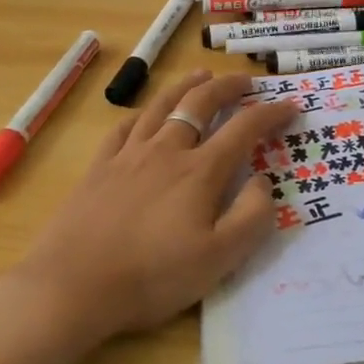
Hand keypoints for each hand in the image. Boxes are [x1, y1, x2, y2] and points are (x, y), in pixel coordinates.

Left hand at [14, 70, 299, 341]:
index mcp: (200, 171)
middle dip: (228, 86)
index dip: (271, 113)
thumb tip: (262, 180)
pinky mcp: (98, 168)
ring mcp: (128, 156)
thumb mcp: (219, 259)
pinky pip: (122, 128)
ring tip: (201, 76)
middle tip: (246, 81)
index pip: (244, 128)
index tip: (291, 106)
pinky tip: (144, 115)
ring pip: (161, 106)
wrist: (72, 287)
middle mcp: (166, 151)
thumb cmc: (152, 277)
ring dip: (186, 86)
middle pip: (200, 103)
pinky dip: (141, 114)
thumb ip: (251, 217)